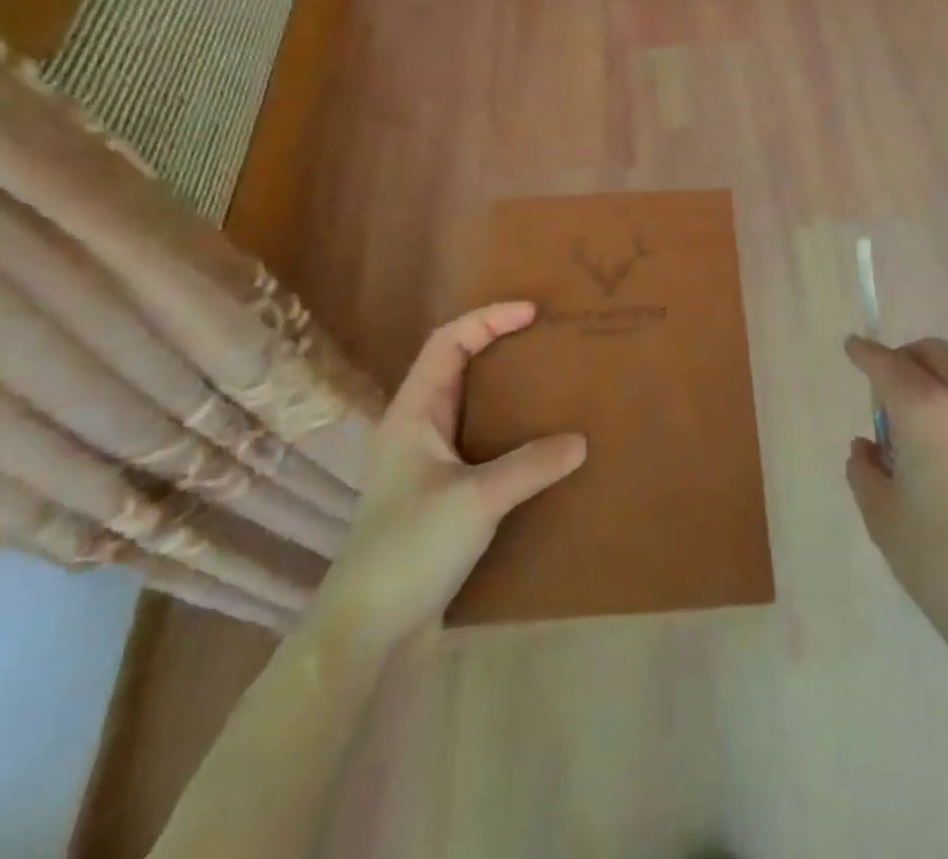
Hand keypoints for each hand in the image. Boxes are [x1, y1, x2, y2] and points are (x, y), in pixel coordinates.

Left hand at [312, 303, 585, 649]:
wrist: (366, 634)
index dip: (489, 319)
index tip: (533, 313)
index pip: (448, 342)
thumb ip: (530, 465)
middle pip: (458, 367)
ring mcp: (426, 463)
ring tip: (550, 385)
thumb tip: (581, 441)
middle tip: (547, 341)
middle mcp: (416, 428)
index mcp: (412, 412)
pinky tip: (538, 447)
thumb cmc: (409, 549)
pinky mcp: (440, 495)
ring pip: (469, 406)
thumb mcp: (476, 500)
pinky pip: (479, 445)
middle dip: (500, 346)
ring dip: (506, 391)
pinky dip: (508, 433)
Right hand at [844, 336, 947, 652]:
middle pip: (933, 354)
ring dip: (933, 388)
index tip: (852, 347)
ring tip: (916, 436)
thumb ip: (865, 470)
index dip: (865, 352)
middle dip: (905, 357)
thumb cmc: (937, 556)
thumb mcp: (881, 514)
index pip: (886, 363)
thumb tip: (867, 449)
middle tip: (885, 387)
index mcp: (922, 409)